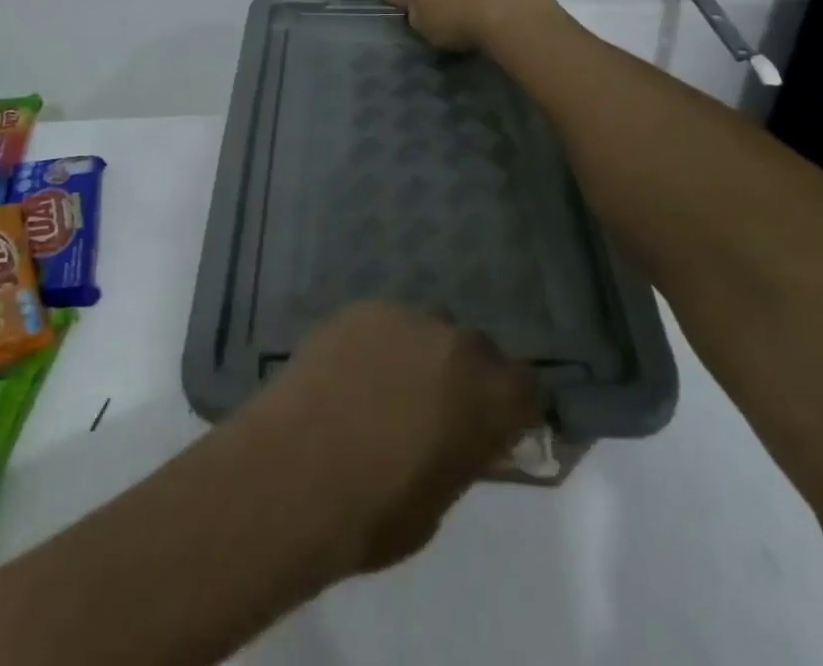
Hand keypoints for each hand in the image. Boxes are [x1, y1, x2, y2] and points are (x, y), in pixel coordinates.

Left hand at [239, 302, 540, 572]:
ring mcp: (405, 317)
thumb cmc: (374, 512)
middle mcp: (455, 343)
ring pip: (428, 329)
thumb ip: (464, 454)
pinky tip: (350, 374)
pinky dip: (379, 344)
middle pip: (478, 349)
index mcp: (488, 396)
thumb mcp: (441, 501)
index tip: (495, 427)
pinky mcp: (360, 309)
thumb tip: (466, 439)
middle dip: (467, 375)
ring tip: (386, 388)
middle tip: (437, 408)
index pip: (528, 385)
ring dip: (421, 353)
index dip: (513, 407)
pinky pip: (385, 323)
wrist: (295, 473)